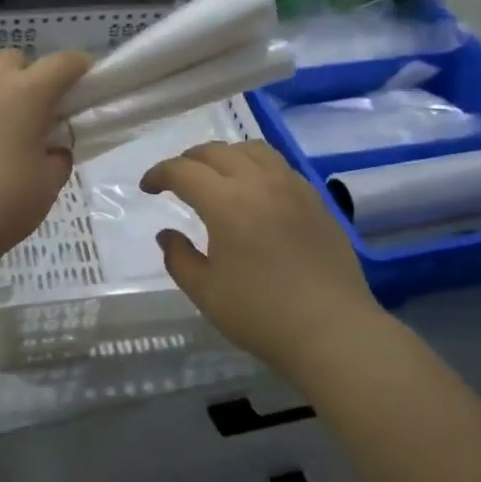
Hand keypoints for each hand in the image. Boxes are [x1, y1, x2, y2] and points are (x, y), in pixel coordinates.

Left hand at [0, 48, 92, 275]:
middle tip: (30, 105)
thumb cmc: (5, 205)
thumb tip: (53, 148)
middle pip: (12, 57)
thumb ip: (58, 157)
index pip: (61, 64)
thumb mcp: (49, 185)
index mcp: (28, 95)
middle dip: (26, 73)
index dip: (77, 65)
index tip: (83, 76)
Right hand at [141, 141, 387, 377]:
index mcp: (226, 202)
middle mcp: (259, 183)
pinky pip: (280, 167)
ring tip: (216, 176)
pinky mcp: (316, 201)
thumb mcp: (205, 292)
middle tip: (176, 180)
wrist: (332, 331)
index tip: (147, 188)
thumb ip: (179, 258)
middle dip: (189, 160)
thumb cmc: (261, 314)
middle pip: (217, 152)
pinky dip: (256, 167)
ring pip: (253, 150)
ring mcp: (292, 188)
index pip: (183, 171)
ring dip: (225, 155)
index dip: (159, 174)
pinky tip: (255, 192)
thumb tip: (167, 234)